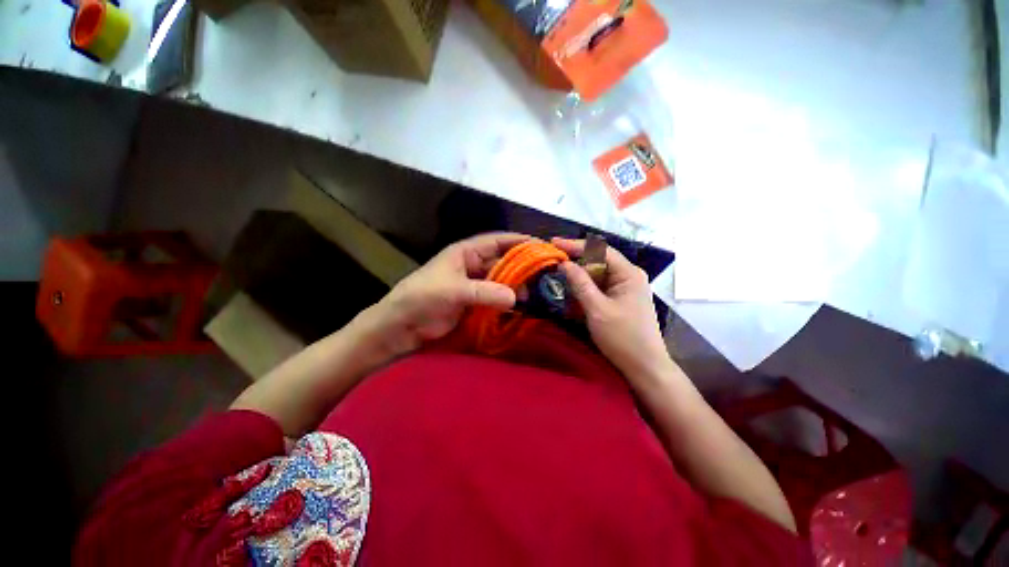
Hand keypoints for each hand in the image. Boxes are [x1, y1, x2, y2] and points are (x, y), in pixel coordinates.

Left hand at [368, 233, 528, 356]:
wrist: (401, 327)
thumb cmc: (422, 299)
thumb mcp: (453, 291)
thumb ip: (485, 292)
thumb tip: (516, 297)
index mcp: (465, 253)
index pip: (496, 241)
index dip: (517, 241)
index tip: (540, 244)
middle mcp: (472, 266)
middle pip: (502, 261)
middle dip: (522, 266)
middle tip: (545, 274)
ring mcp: (474, 285)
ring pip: (501, 281)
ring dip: (517, 286)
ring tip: (538, 293)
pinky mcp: (474, 303)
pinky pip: (496, 298)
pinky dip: (508, 302)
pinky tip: (523, 307)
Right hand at [553, 238, 669, 380]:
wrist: (644, 367)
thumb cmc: (623, 337)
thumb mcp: (597, 309)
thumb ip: (580, 284)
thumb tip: (564, 263)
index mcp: (628, 273)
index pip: (599, 250)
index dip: (575, 245)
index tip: (553, 243)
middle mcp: (627, 276)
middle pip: (597, 261)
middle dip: (574, 261)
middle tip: (552, 261)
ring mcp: (623, 289)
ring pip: (595, 275)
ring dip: (577, 277)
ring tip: (556, 276)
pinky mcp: (618, 300)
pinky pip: (598, 288)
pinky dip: (583, 290)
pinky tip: (569, 293)